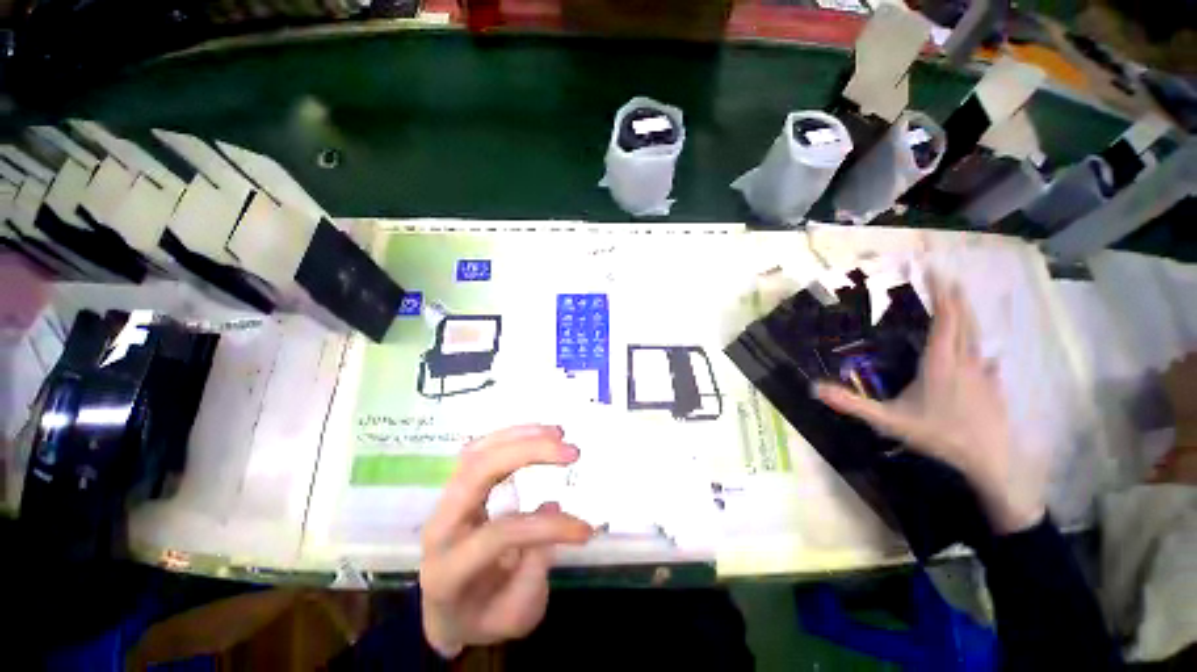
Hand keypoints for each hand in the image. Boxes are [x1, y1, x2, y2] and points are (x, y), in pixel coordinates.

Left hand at [419, 425, 592, 657]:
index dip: (547, 527)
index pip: (500, 533)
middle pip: (478, 472)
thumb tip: (550, 507)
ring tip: (559, 433)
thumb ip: (532, 571)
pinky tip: (539, 432)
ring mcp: (446, 500)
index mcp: (448, 569)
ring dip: (522, 436)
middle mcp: (440, 525)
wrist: (448, 607)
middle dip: (529, 453)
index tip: (585, 531)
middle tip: (571, 452)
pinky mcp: (459, 485)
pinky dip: (512, 434)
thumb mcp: (513, 616)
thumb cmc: (482, 615)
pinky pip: (481, 448)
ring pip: (479, 451)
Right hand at [814, 275, 1046, 533]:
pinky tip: (977, 353)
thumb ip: (852, 404)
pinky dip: (975, 344)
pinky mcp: (993, 385)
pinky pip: (983, 355)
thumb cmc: (940, 435)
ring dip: (966, 316)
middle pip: (964, 320)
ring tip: (957, 305)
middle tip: (945, 277)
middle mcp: (966, 359)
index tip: (935, 270)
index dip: (941, 293)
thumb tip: (814, 388)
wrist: (992, 461)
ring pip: (977, 335)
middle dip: (955, 296)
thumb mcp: (889, 421)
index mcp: (942, 361)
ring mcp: (984, 372)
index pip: (946, 318)